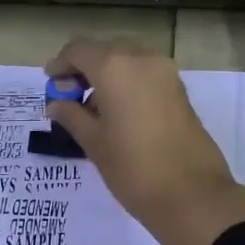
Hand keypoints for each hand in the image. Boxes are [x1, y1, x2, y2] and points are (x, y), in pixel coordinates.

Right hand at [46, 39, 244, 244]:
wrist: (192, 193)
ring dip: (108, 74)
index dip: (60, 64)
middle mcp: (142, 59)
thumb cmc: (133, 168)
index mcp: (115, 67)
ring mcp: (166, 72)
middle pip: (106, 51)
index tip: (51, 84)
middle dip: (85, 68)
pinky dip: (129, 82)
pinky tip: (120, 112)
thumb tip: (57, 103)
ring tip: (94, 109)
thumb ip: (72, 116)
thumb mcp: (94, 142)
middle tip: (70, 96)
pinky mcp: (180, 90)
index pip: (79, 50)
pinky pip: (146, 74)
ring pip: (129, 60)